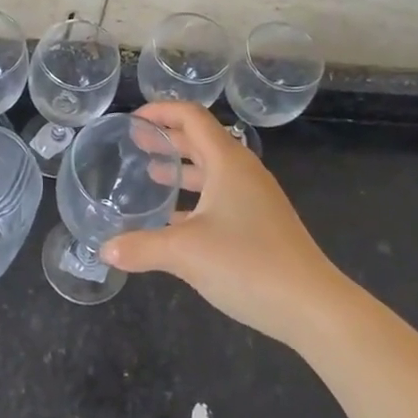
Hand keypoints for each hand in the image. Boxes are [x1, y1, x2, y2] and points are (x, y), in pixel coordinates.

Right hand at [103, 102, 347, 348]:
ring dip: (182, 168)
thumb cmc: (248, 263)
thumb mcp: (185, 252)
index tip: (133, 121)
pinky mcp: (261, 224)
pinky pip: (221, 196)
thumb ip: (142, 247)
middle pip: (202, 140)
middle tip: (135, 144)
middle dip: (168, 138)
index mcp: (228, 162)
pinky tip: (175, 218)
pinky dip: (196, 197)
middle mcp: (243, 172)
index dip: (162, 111)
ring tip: (151, 174)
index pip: (192, 117)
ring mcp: (256, 199)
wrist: (311, 306)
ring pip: (213, 170)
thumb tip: (105, 249)